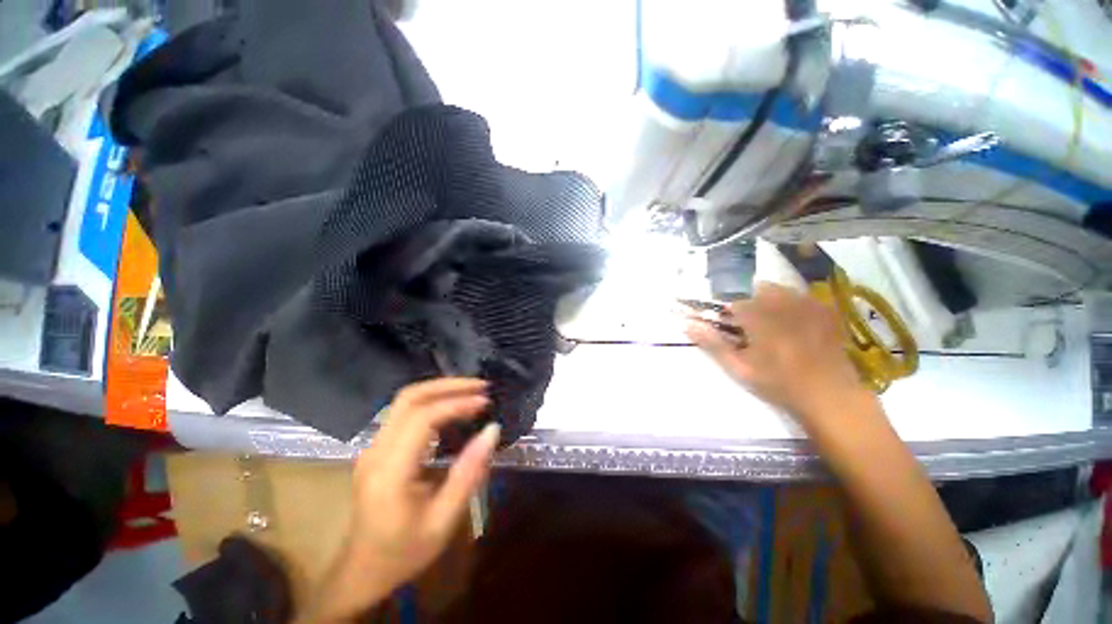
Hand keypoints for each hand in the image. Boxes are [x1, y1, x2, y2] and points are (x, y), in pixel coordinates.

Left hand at [305, 379, 498, 621]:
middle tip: (481, 386)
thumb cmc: (404, 552)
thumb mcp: (444, 520)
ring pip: (404, 400)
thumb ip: (469, 472)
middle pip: (409, 398)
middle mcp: (375, 451)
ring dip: (440, 389)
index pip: (423, 419)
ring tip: (472, 391)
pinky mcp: (377, 448)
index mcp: (390, 472)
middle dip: (448, 385)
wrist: (361, 572)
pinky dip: (432, 401)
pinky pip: (404, 412)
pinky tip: (452, 406)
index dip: (457, 403)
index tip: (485, 402)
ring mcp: (372, 447)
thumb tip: (493, 430)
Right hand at [686, 283, 868, 427]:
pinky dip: (787, 303)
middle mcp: (783, 303)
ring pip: (777, 289)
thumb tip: (687, 324)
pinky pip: (799, 296)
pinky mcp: (824, 310)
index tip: (723, 321)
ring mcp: (807, 304)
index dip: (724, 308)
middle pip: (754, 288)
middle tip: (744, 325)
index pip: (731, 297)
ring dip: (764, 300)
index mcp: (760, 316)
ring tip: (766, 324)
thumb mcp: (740, 367)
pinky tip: (789, 323)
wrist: (830, 397)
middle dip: (744, 301)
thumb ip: (713, 344)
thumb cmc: (779, 384)